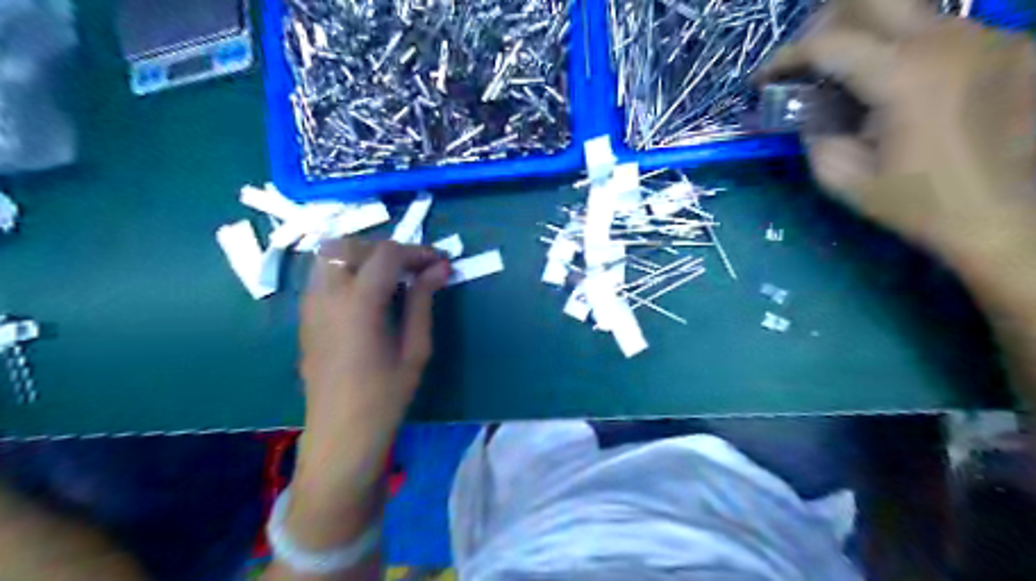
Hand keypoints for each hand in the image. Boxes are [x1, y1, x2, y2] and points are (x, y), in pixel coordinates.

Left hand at [295, 239, 449, 505]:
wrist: (341, 435)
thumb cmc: (385, 396)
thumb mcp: (415, 349)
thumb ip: (423, 301)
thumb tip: (439, 269)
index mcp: (358, 304)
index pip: (386, 254)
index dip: (417, 252)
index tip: (440, 262)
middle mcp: (327, 296)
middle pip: (349, 245)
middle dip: (385, 248)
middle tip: (413, 267)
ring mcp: (310, 305)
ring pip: (328, 255)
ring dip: (361, 255)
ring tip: (390, 276)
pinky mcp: (305, 317)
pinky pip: (322, 276)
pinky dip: (346, 270)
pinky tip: (368, 294)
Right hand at [758, 0, 1030, 267]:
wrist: (1005, 217)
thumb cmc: (917, 203)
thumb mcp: (842, 178)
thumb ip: (814, 133)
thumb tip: (806, 105)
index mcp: (905, 76)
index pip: (829, 42)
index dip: (785, 57)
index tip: (762, 80)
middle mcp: (950, 40)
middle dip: (824, 24)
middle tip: (802, 59)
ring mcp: (986, 37)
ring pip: (907, 11)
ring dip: (862, 36)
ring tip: (839, 76)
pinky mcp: (1008, 47)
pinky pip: (938, 33)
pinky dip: (899, 51)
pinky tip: (889, 88)